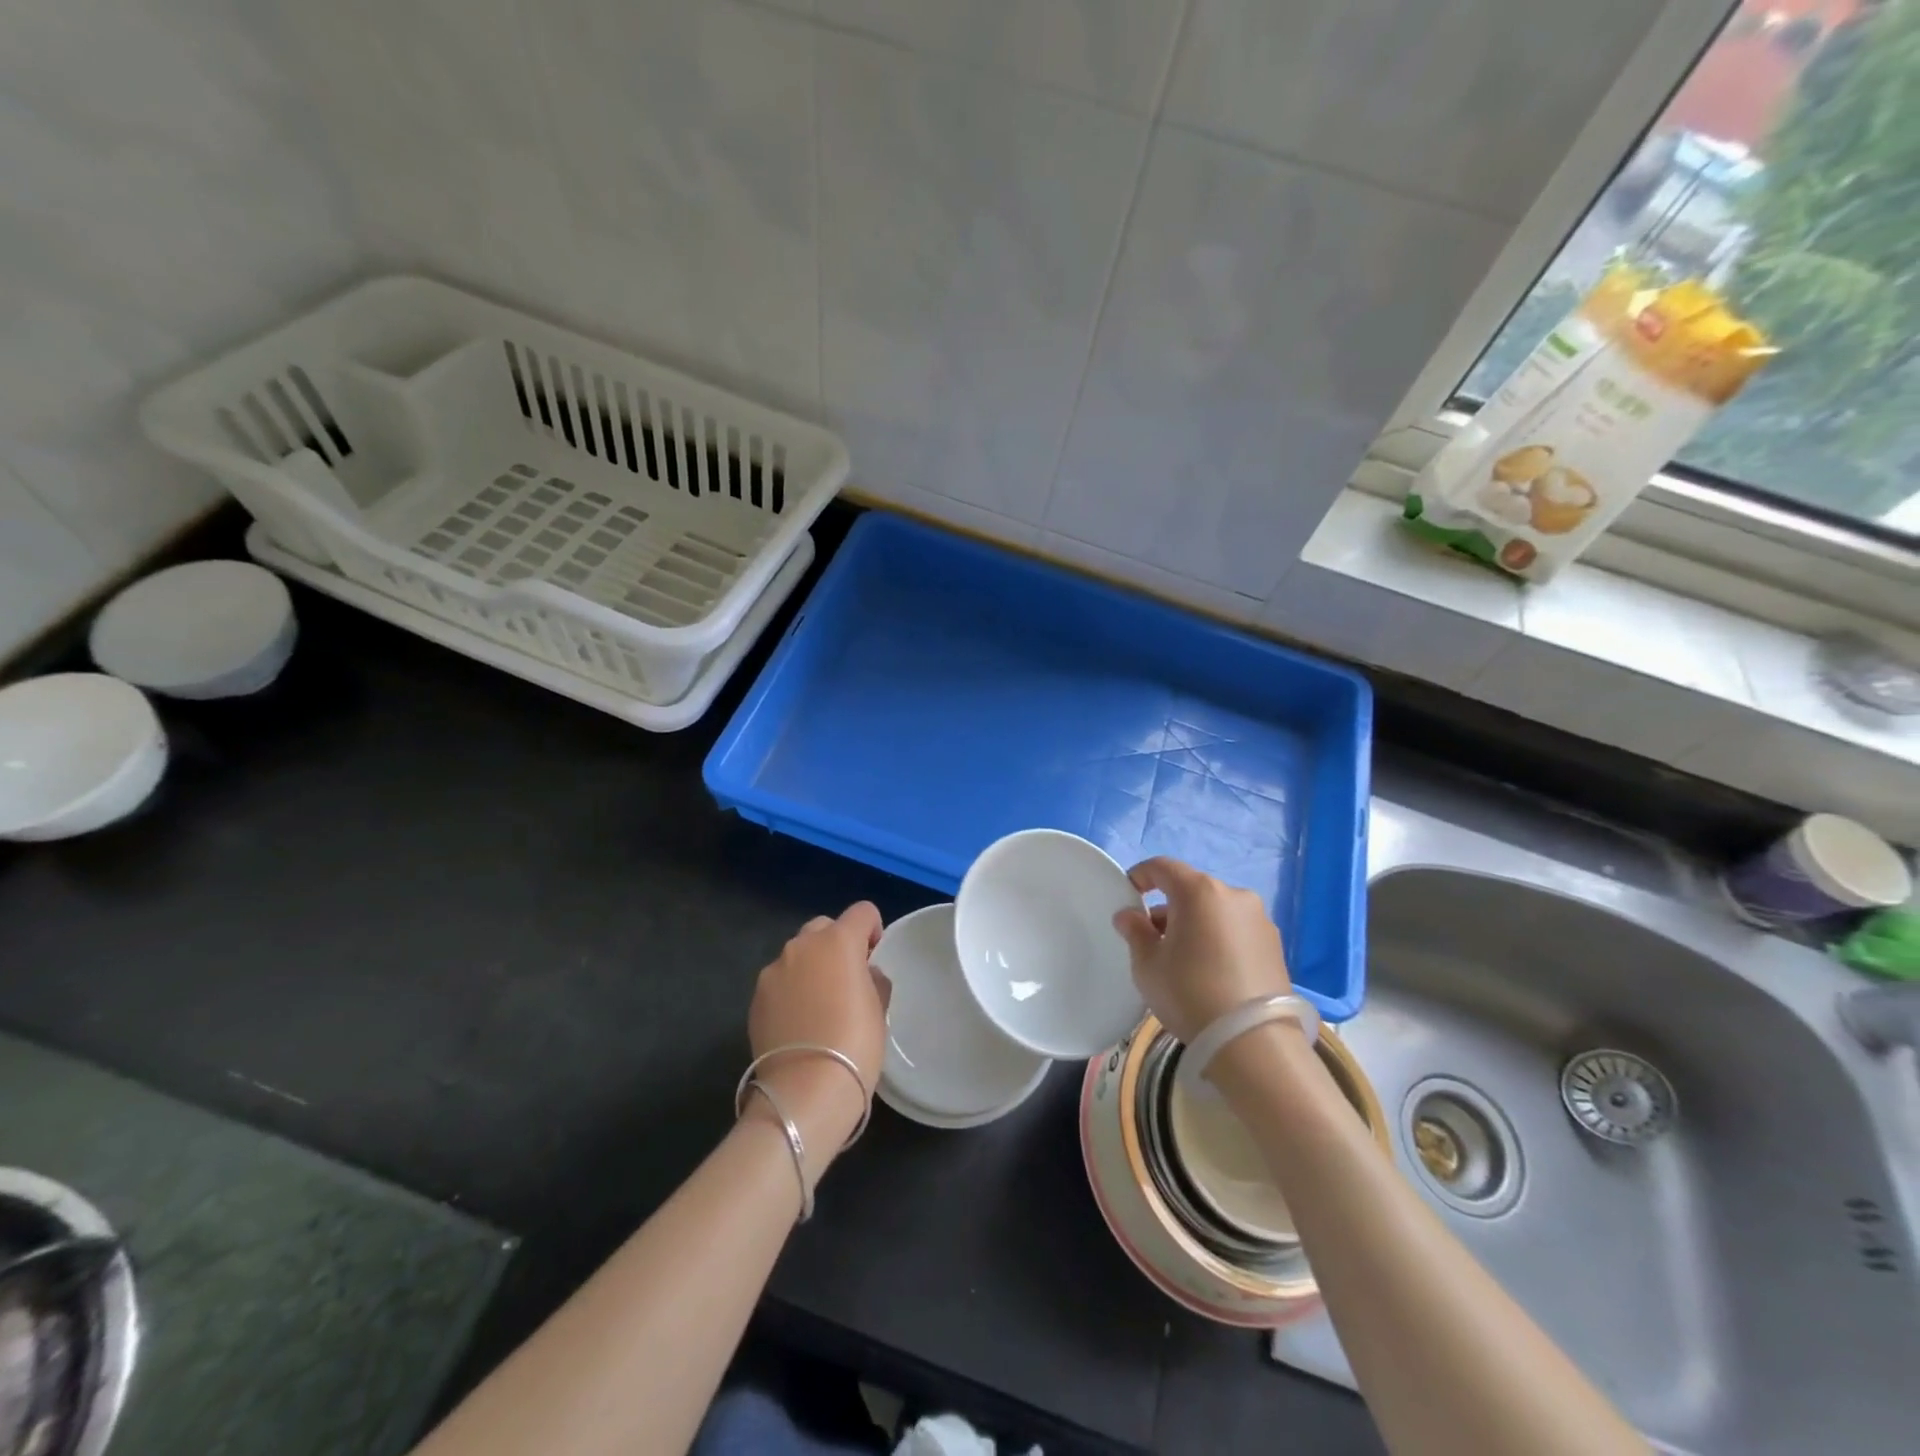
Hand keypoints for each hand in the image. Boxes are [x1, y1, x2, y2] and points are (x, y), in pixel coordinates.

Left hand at [747, 903, 892, 1172]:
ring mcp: (773, 971)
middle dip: (837, 945)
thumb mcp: (879, 1010)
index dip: (872, 930)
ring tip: (820, 1006)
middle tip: (847, 980)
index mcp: (838, 941)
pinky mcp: (755, 998)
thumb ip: (873, 980)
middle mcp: (802, 946)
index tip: (874, 958)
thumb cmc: (854, 1044)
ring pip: (798, 955)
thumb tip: (864, 974)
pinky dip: (791, 992)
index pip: (862, 912)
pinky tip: (799, 1024)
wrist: (805, 1091)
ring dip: (811, 968)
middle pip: (824, 928)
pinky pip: (780, 982)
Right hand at [1112, 857, 1290, 1043]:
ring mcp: (1260, 920)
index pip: (1162, 867)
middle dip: (1168, 908)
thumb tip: (1129, 915)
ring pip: (1215, 911)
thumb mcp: (1148, 965)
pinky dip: (1218, 940)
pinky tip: (1210, 972)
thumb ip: (1135, 932)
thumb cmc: (1189, 993)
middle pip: (1191, 890)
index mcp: (1198, 891)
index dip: (1140, 876)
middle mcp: (1233, 895)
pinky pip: (1236, 931)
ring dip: (1195, 924)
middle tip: (1152, 938)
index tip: (1128, 894)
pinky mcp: (1275, 946)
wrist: (1253, 1043)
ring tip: (1182, 960)